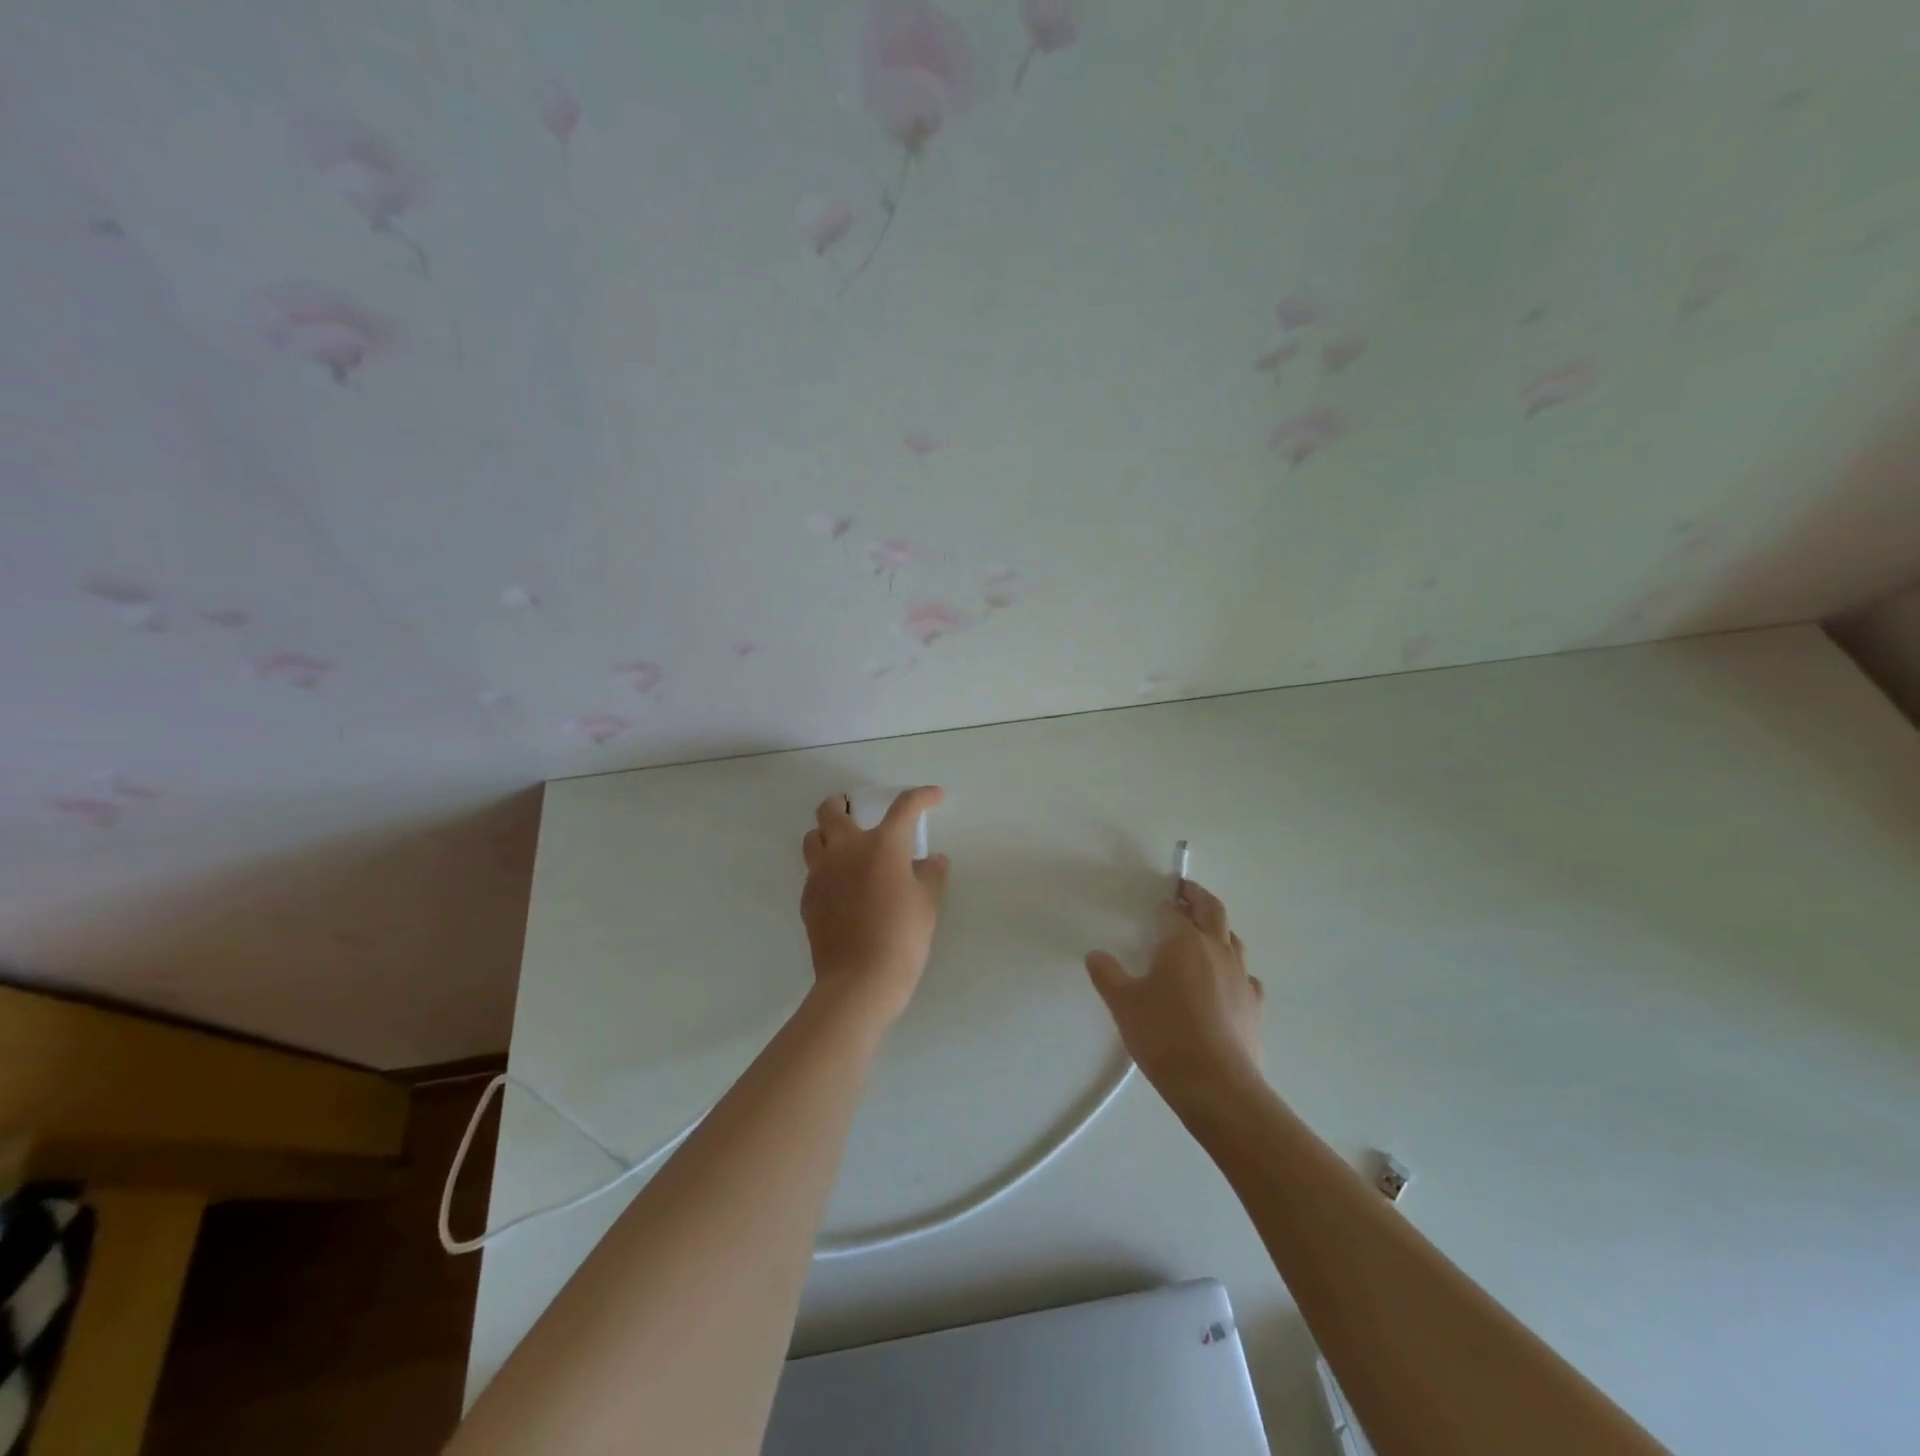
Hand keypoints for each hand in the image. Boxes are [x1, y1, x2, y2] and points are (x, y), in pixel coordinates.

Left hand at [801, 786, 949, 1023]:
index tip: (933, 796)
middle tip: (857, 811)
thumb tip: (932, 860)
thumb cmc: (902, 937)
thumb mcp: (927, 904)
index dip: (922, 796)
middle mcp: (846, 849)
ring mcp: (821, 873)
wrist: (860, 980)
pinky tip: (842, 887)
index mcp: (882, 845)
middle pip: (832, 810)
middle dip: (844, 803)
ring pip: (813, 837)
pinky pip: (813, 871)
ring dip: (827, 834)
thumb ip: (931, 875)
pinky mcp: (808, 898)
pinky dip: (826, 868)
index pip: (904, 807)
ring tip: (844, 847)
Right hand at [1085, 879, 1264, 1103]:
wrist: (1216, 1085)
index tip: (1157, 901)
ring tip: (1204, 933)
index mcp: (1183, 942)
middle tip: (1186, 891)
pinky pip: (1245, 975)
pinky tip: (1225, 981)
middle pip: (1213, 910)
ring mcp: (1240, 976)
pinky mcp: (1254, 1004)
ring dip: (1218, 929)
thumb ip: (1107, 975)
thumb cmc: (1164, 1035)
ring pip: (1233, 939)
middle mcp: (1216, 950)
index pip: (1172, 912)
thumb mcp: (1123, 1004)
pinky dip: (1234, 968)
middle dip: (1198, 897)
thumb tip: (1095, 954)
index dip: (1164, 904)